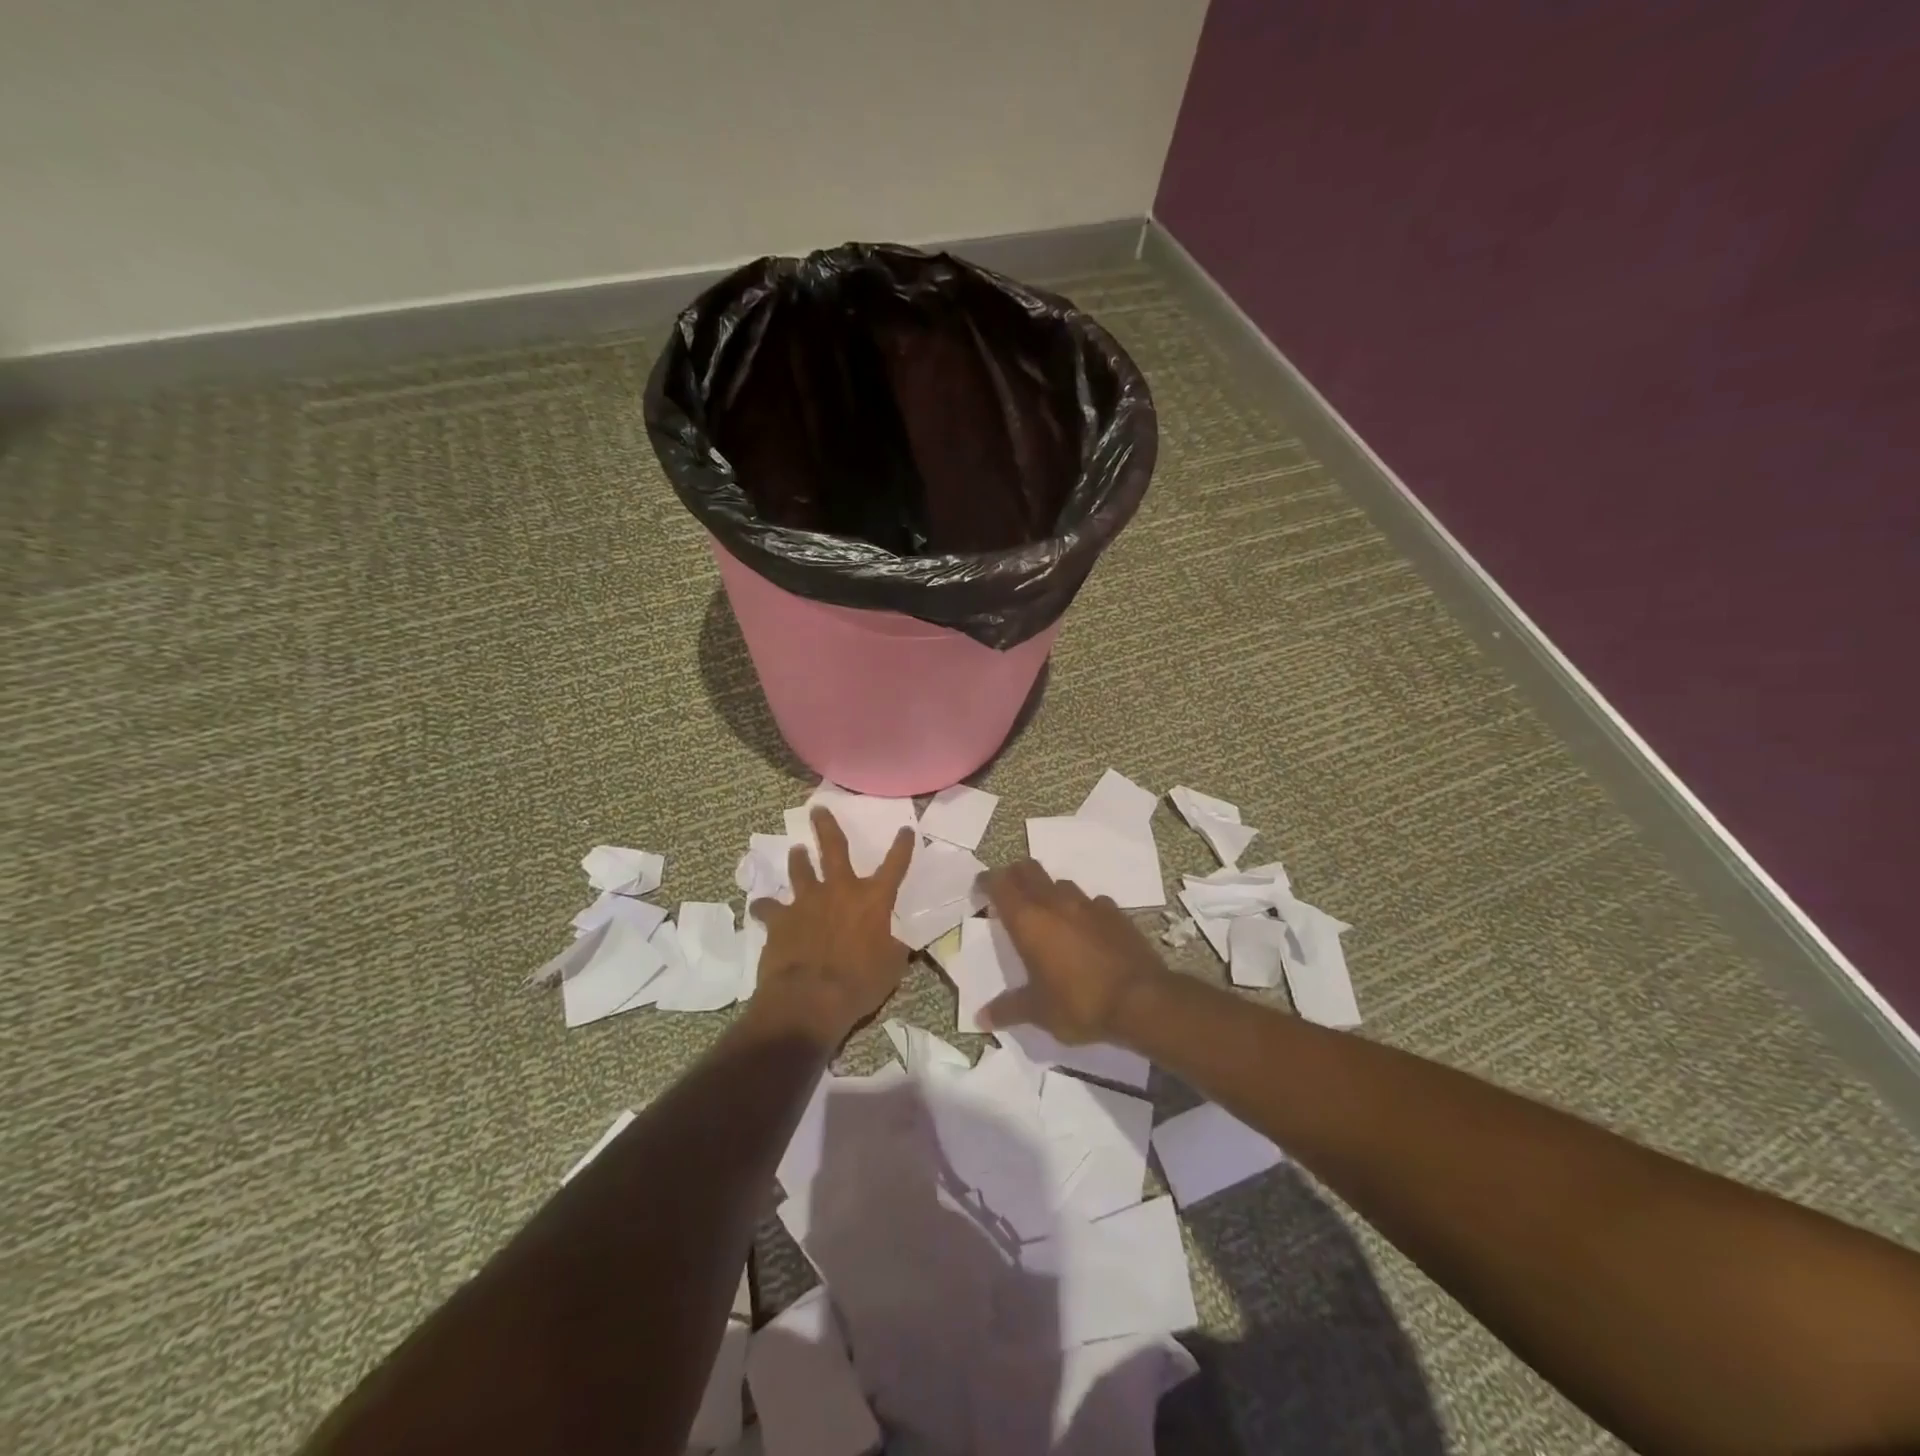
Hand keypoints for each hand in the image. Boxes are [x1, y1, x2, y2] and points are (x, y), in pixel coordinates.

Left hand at [747, 807, 914, 1049]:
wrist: (809, 1000)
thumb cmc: (859, 984)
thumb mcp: (890, 968)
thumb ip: (893, 949)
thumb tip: (897, 944)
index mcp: (873, 901)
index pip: (895, 866)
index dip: (902, 847)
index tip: (905, 830)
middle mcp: (840, 891)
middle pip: (834, 848)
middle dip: (826, 826)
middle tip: (818, 809)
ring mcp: (806, 902)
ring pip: (800, 870)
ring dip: (798, 860)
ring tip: (796, 851)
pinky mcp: (780, 919)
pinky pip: (768, 908)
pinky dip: (765, 907)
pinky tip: (761, 907)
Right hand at [978, 860, 1169, 1045]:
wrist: (1142, 1000)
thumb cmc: (1080, 1003)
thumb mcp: (1039, 1012)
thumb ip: (1008, 1009)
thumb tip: (981, 1018)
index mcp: (1028, 921)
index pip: (1000, 884)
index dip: (987, 881)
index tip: (980, 888)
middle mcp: (1055, 903)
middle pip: (1029, 869)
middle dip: (1014, 875)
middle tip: (1008, 893)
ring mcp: (1088, 904)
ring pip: (1060, 883)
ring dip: (1048, 891)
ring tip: (1047, 913)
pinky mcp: (1115, 913)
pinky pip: (1091, 902)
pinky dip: (1082, 909)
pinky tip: (1085, 928)